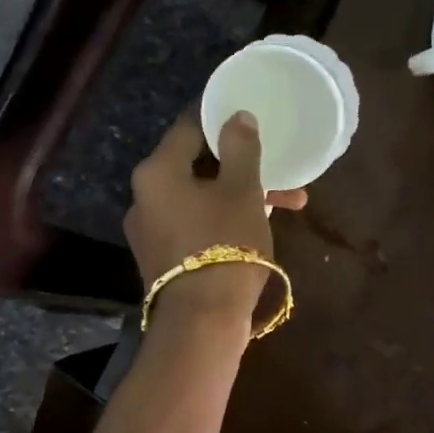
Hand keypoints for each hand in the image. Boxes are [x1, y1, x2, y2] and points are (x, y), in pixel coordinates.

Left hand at [125, 112, 308, 324]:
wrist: (203, 322)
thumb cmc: (225, 244)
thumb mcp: (242, 190)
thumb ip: (240, 147)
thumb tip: (237, 116)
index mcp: (157, 171)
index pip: (188, 126)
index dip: (219, 114)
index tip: (246, 111)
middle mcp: (145, 196)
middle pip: (196, 164)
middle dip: (241, 163)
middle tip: (276, 163)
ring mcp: (151, 229)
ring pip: (201, 196)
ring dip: (241, 193)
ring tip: (288, 201)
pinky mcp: (163, 256)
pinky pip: (196, 222)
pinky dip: (225, 217)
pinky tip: (260, 224)